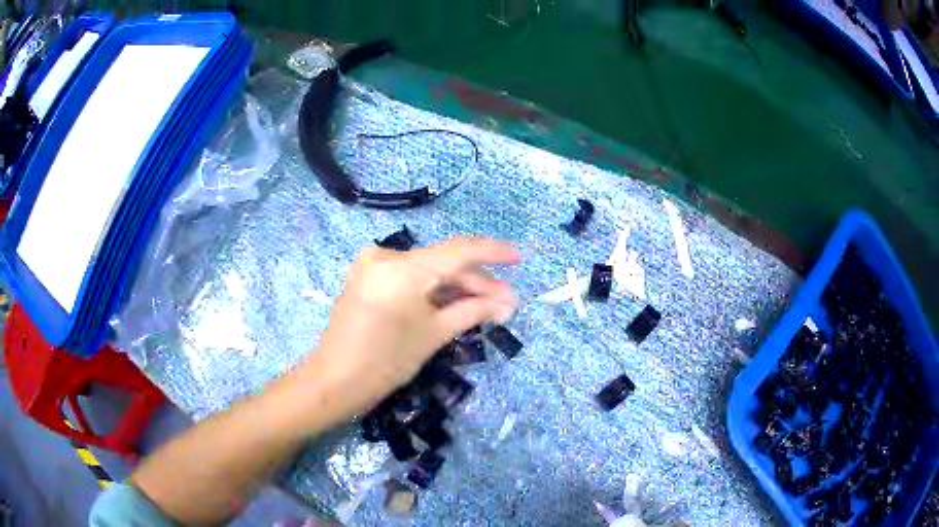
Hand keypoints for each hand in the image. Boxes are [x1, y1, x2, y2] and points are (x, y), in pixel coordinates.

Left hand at [303, 238, 520, 417]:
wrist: (335, 382)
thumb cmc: (385, 362)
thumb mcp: (433, 335)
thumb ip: (472, 310)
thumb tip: (507, 303)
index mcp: (402, 267)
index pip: (458, 252)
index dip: (493, 253)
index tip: (519, 258)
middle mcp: (386, 256)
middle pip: (443, 264)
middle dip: (477, 284)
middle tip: (507, 303)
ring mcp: (374, 266)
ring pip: (427, 272)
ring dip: (458, 289)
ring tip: (490, 307)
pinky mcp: (369, 279)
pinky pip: (410, 280)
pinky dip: (434, 292)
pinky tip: (459, 304)